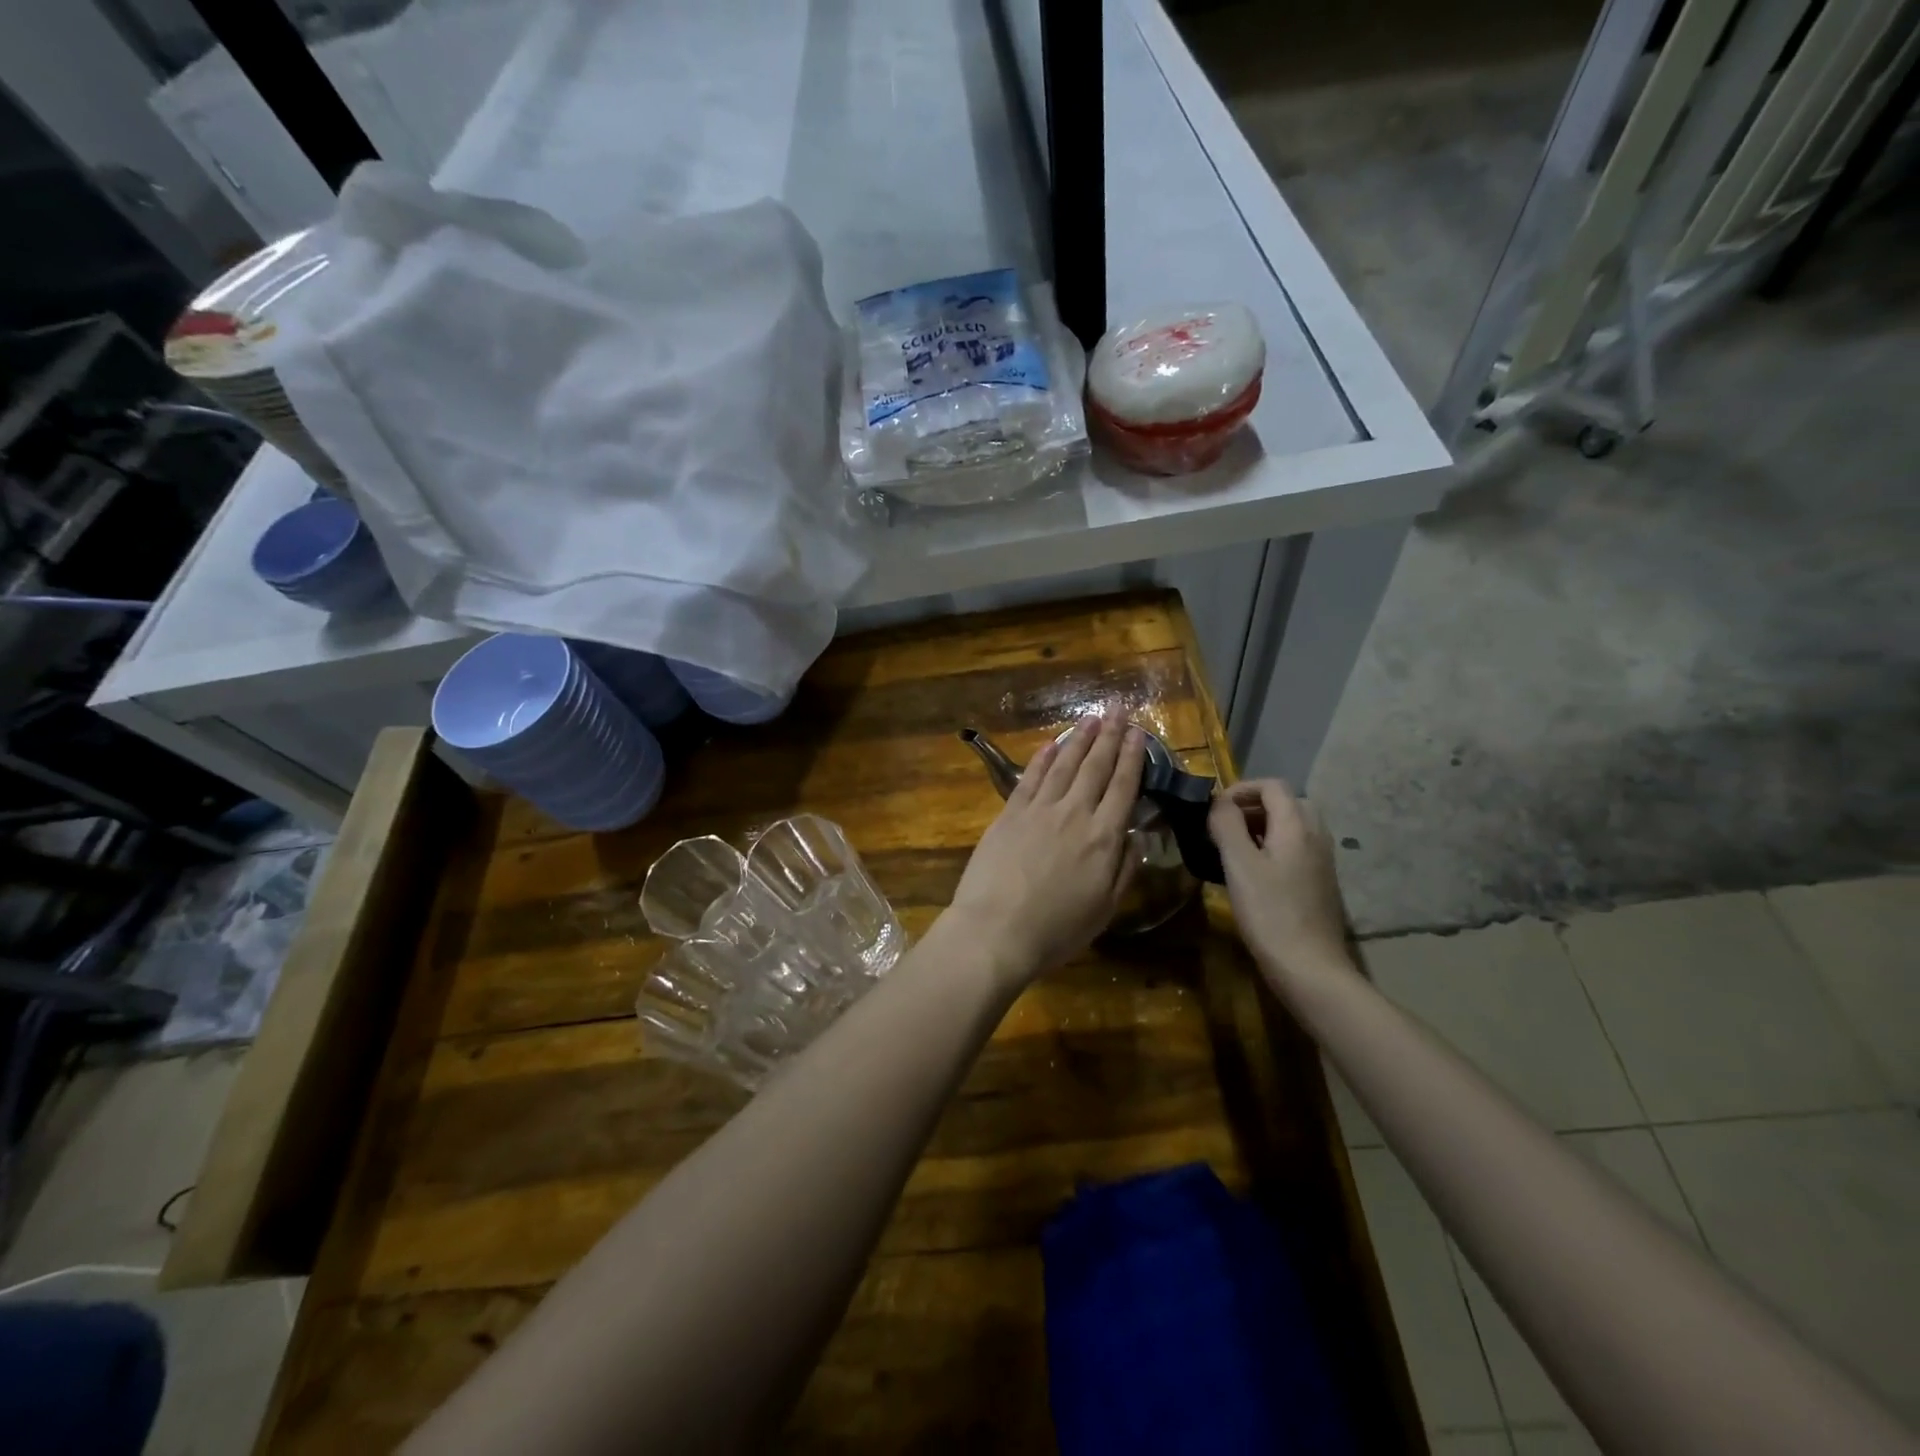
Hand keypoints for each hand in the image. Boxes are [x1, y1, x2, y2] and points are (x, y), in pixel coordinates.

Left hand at [944, 708, 1147, 989]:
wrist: (996, 931)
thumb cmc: (1056, 930)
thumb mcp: (1104, 909)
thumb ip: (1124, 869)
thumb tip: (1137, 837)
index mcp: (1103, 837)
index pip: (1123, 787)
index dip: (1133, 757)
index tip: (1139, 733)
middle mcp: (1074, 813)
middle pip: (1095, 766)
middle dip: (1109, 735)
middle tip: (1117, 708)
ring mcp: (1038, 810)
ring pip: (1063, 764)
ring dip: (1079, 738)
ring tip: (1090, 718)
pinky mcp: (1009, 813)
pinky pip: (1029, 777)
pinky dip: (1041, 757)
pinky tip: (1050, 743)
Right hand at [1208, 779, 1354, 983]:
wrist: (1309, 967)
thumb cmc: (1269, 912)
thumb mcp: (1239, 864)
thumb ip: (1227, 825)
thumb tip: (1219, 802)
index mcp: (1297, 826)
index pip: (1273, 786)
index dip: (1241, 789)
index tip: (1214, 810)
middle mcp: (1315, 836)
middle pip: (1286, 802)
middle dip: (1253, 806)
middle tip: (1225, 826)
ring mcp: (1322, 860)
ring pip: (1292, 826)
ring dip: (1262, 827)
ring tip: (1234, 848)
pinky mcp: (1320, 882)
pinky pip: (1296, 848)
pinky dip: (1273, 846)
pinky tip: (1253, 873)